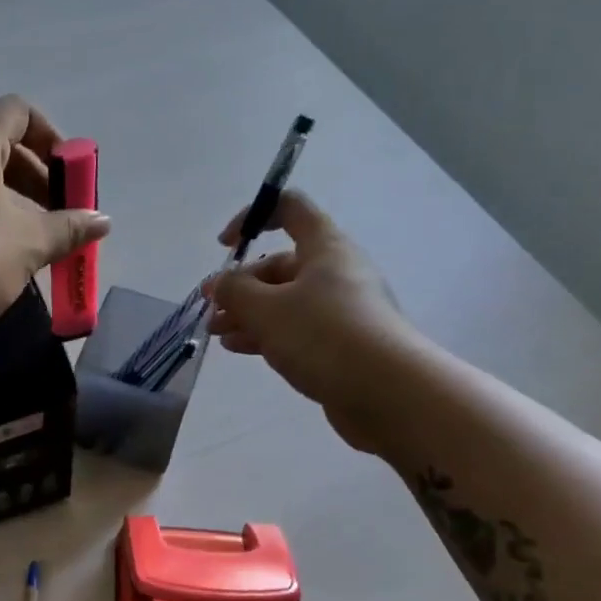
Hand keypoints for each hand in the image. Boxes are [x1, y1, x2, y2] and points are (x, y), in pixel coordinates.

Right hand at [205, 191, 426, 452]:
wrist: (388, 392)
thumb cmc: (323, 335)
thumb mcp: (266, 308)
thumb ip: (234, 290)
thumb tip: (220, 283)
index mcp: (325, 248)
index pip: (290, 208)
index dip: (253, 217)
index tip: (225, 245)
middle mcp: (337, 272)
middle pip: (281, 265)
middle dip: (241, 284)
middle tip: (212, 308)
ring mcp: (342, 309)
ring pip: (285, 301)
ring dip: (248, 313)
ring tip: (217, 333)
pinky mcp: (342, 344)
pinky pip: (297, 329)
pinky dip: (267, 334)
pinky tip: (240, 348)